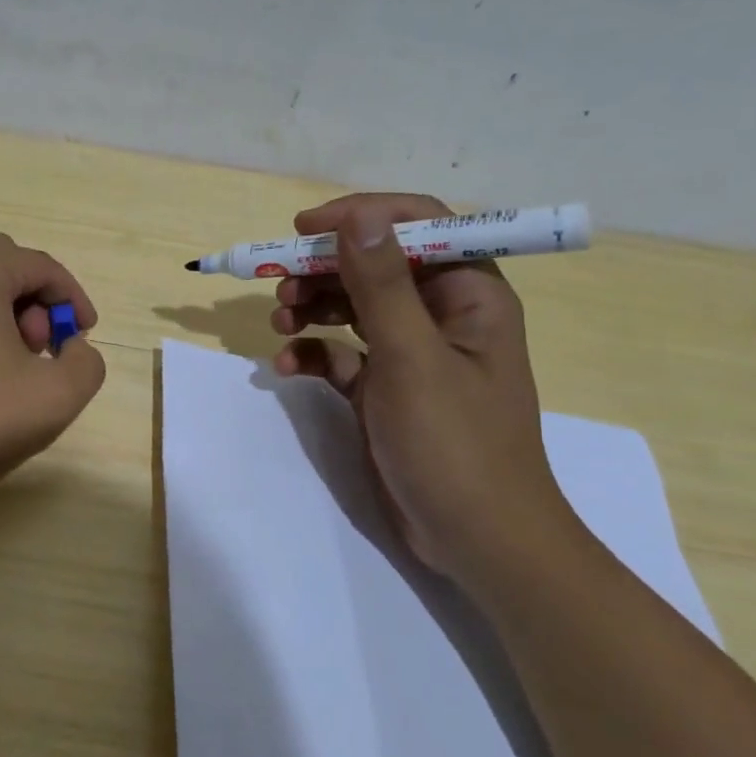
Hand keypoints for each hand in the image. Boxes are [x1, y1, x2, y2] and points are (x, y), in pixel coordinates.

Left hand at [0, 233, 107, 508]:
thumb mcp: (52, 398)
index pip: (41, 266)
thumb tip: (72, 348)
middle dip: (34, 304)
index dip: (72, 300)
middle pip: (3, 266)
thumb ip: (85, 363)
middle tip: (40, 351)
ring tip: (5, 366)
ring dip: (0, 313)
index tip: (84, 338)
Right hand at [270, 193, 575, 584]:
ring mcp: (411, 353)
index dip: (361, 216)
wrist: (476, 539)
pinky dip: (313, 352)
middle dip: (325, 268)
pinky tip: (286, 364)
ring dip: (312, 306)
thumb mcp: (413, 358)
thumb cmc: (455, 443)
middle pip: (375, 265)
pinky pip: (342, 354)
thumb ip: (383, 284)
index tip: (305, 229)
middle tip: (281, 284)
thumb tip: (358, 217)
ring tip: (278, 319)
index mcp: (467, 293)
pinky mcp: (385, 389)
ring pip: (353, 306)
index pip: (417, 225)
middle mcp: (440, 314)